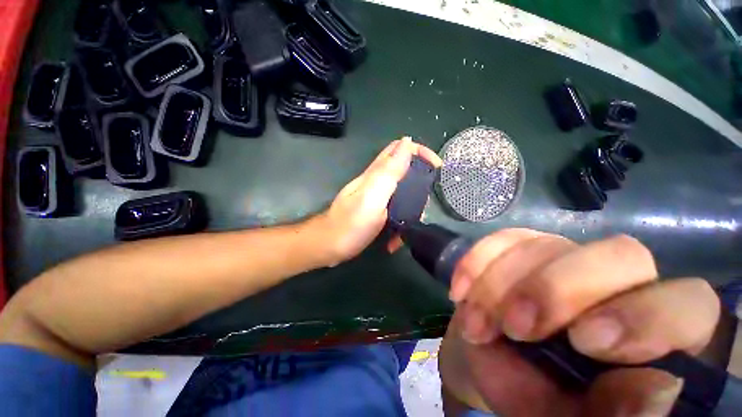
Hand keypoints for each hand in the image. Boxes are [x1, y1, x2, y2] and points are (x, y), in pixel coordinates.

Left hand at [317, 137, 441, 265]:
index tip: (438, 167)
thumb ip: (389, 171)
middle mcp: (377, 181)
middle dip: (421, 182)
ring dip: (413, 206)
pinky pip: (395, 211)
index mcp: (377, 174)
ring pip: (402, 192)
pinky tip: (398, 237)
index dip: (421, 152)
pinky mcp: (376, 211)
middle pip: (405, 170)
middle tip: (427, 201)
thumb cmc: (351, 224)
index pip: (401, 149)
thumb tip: (406, 142)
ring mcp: (376, 197)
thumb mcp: (372, 197)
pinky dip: (400, 221)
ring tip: (415, 223)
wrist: (329, 246)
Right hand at [439, 229, 720, 415]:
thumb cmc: (538, 397)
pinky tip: (460, 292)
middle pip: (620, 255)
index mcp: (654, 332)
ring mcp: (565, 256)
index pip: (688, 303)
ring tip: (476, 326)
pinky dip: (476, 264)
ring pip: (544, 246)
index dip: (647, 317)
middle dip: (558, 290)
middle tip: (516, 327)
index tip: (584, 342)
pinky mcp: (521, 246)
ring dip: (500, 286)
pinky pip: (501, 239)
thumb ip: (612, 413)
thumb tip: (654, 389)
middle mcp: (618, 282)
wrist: (493, 358)